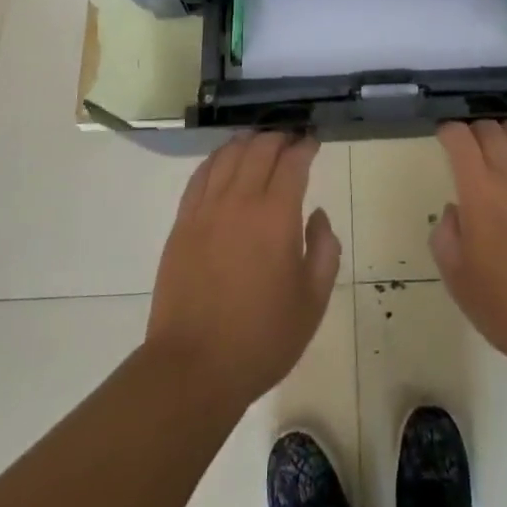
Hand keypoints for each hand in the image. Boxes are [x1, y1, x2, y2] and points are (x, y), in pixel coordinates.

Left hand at [146, 131, 340, 410]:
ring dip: (247, 142)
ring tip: (259, 142)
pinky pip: (200, 176)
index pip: (293, 162)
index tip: (313, 142)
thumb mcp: (313, 300)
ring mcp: (206, 210)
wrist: (194, 367)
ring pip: (227, 156)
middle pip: (259, 150)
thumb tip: (317, 216)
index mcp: (276, 216)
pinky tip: (224, 160)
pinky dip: (216, 159)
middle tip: (290, 141)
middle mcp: (240, 201)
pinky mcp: (182, 224)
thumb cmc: (262, 337)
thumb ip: (324, 249)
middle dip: (279, 138)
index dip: (305, 147)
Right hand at [431, 118, 506, 379]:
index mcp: (478, 191)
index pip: (459, 137)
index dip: (448, 132)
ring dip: (506, 130)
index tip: (444, 139)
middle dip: (474, 131)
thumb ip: (446, 238)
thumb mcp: (459, 282)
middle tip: (471, 148)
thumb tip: (455, 211)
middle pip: (490, 127)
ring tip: (503, 147)